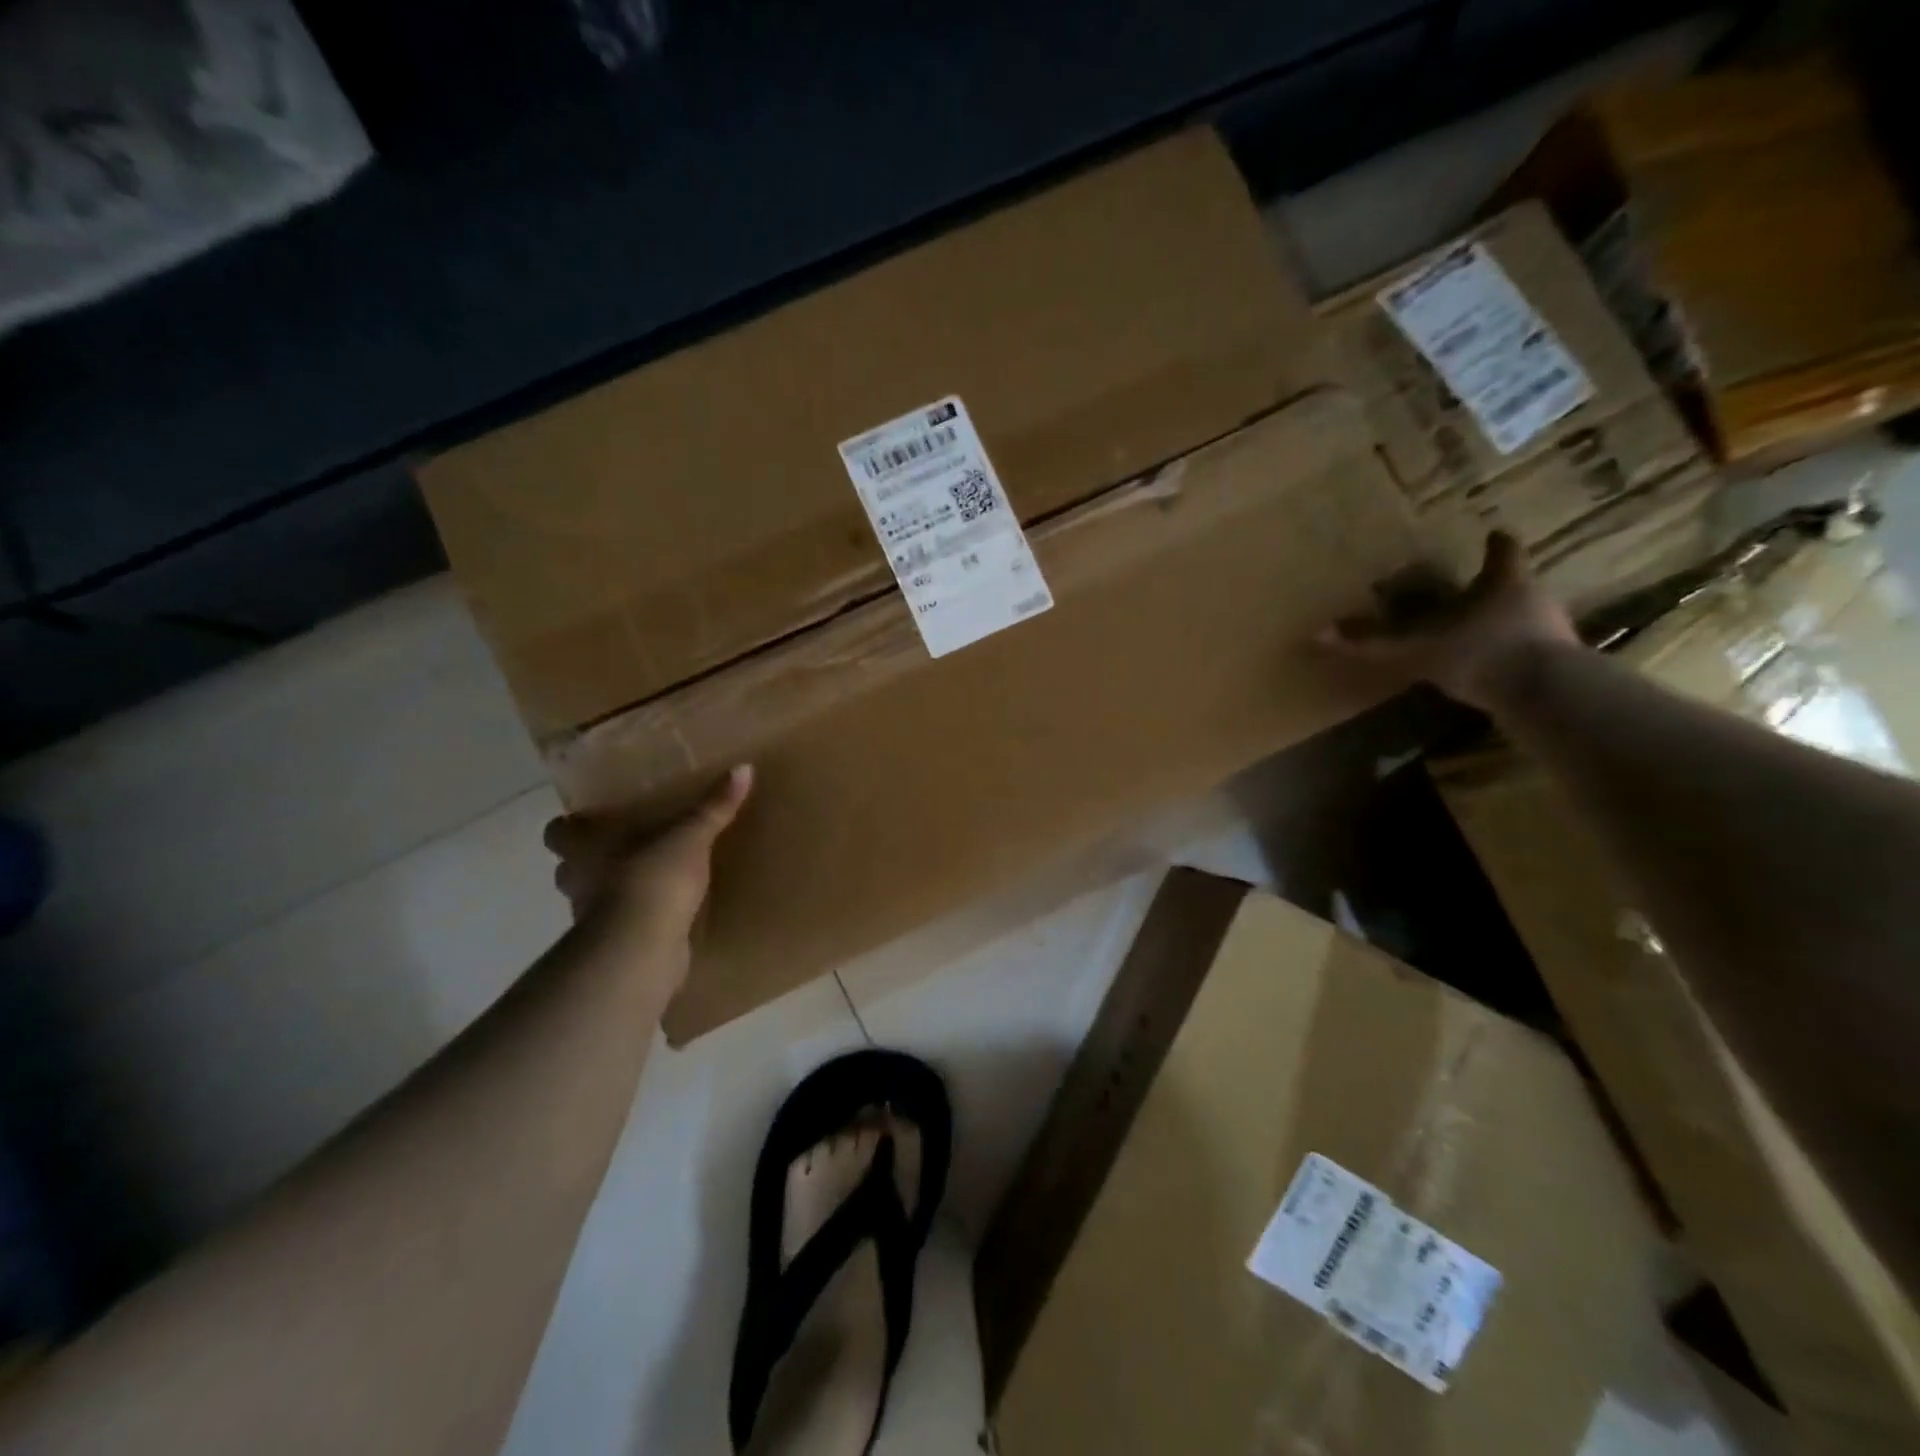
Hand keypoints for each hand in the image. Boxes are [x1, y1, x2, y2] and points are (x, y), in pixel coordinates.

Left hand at [543, 765, 753, 988]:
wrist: (640, 949)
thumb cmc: (651, 880)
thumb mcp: (690, 837)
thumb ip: (714, 807)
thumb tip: (744, 767)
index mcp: (585, 847)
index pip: (558, 831)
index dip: (571, 826)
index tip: (592, 819)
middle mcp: (579, 879)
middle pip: (571, 866)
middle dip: (592, 860)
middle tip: (626, 848)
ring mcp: (591, 917)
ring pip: (593, 897)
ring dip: (613, 891)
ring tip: (648, 880)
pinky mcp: (614, 945)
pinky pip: (621, 925)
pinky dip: (635, 919)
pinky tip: (663, 912)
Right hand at [1316, 531, 1578, 711]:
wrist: (1546, 693)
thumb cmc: (1480, 650)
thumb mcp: (1414, 646)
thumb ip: (1371, 641)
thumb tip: (1317, 632)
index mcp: (1503, 581)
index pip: (1503, 553)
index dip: (1497, 544)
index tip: (1495, 533)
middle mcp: (1534, 598)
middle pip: (1517, 583)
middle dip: (1497, 587)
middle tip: (1475, 590)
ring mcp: (1554, 632)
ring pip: (1529, 618)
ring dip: (1508, 623)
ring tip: (1482, 634)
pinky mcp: (1561, 666)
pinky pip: (1534, 654)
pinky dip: (1515, 657)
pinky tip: (1496, 671)